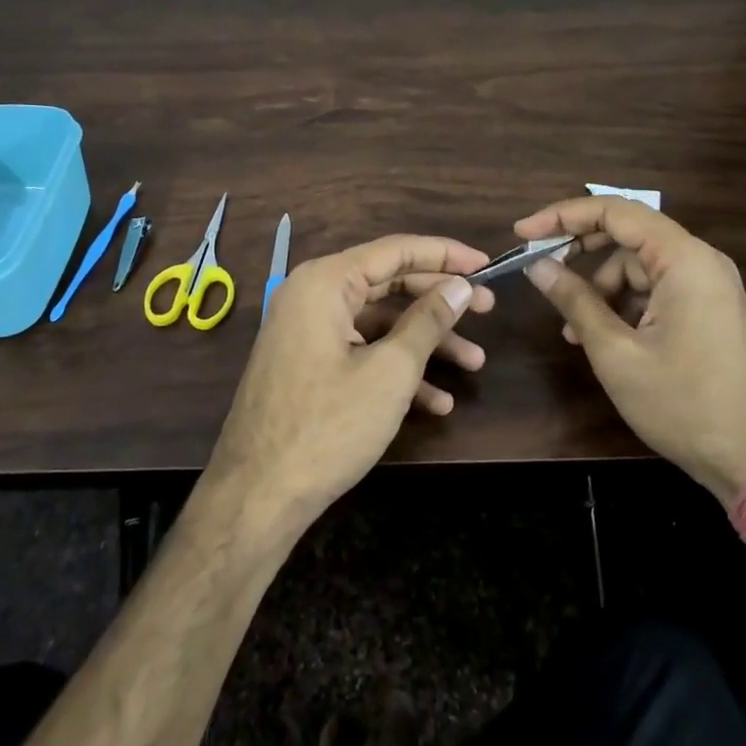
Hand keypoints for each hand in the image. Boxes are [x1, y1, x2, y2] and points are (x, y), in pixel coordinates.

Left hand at [203, 235, 493, 535]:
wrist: (257, 495)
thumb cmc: (328, 426)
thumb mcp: (389, 372)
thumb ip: (428, 321)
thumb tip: (460, 286)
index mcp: (325, 282)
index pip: (395, 250)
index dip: (445, 255)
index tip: (487, 263)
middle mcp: (312, 295)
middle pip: (389, 284)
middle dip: (440, 300)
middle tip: (488, 309)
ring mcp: (307, 331)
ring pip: (378, 322)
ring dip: (425, 342)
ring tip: (475, 363)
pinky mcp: (308, 364)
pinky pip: (359, 350)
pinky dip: (395, 368)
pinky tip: (436, 401)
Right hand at [515, 197, 745, 504]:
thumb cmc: (684, 404)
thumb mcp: (616, 353)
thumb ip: (575, 301)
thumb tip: (537, 266)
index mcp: (684, 260)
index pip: (615, 212)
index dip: (563, 216)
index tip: (523, 233)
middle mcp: (701, 262)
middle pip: (628, 234)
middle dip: (580, 251)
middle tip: (540, 269)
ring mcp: (709, 287)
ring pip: (639, 266)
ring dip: (600, 287)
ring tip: (571, 329)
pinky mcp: (709, 311)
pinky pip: (656, 290)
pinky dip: (623, 304)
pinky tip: (601, 337)